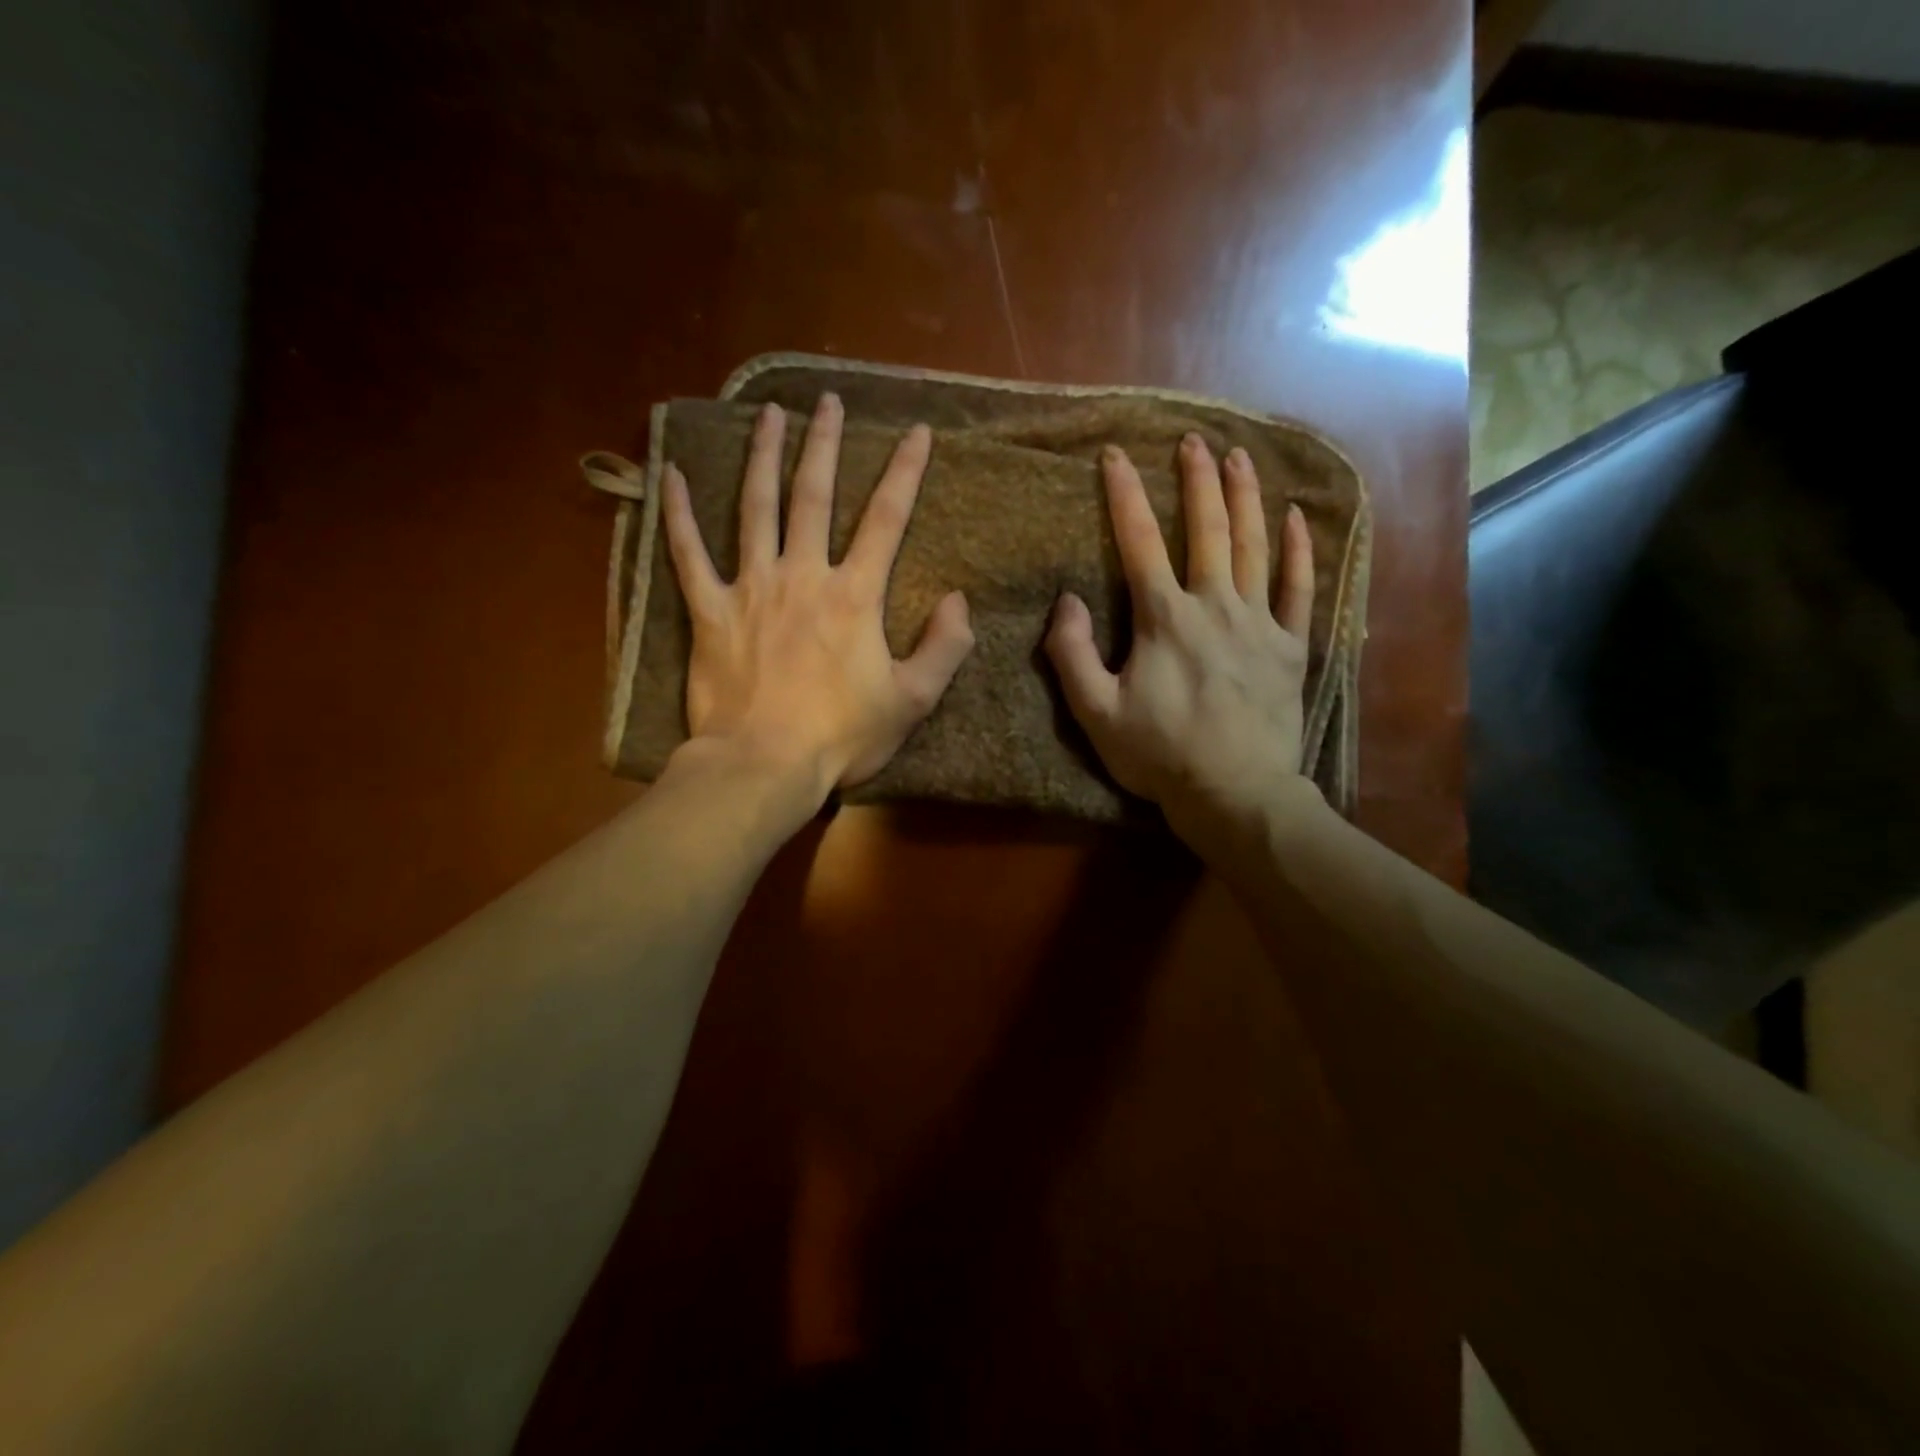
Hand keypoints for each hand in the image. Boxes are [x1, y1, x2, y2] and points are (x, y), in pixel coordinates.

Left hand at [661, 393, 974, 806]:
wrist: (764, 765)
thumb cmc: (842, 736)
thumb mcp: (913, 701)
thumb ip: (944, 647)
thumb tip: (957, 600)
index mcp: (854, 596)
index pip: (886, 519)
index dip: (904, 472)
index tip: (915, 431)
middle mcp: (802, 576)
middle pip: (814, 496)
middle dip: (824, 444)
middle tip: (827, 400)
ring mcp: (750, 589)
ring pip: (755, 508)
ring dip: (763, 457)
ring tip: (769, 415)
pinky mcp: (708, 612)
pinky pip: (687, 554)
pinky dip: (677, 514)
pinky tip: (669, 474)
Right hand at [1045, 434, 1316, 845]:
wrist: (1235, 793)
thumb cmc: (1159, 755)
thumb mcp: (1095, 713)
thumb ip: (1072, 654)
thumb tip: (1066, 600)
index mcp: (1164, 619)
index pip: (1138, 543)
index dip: (1123, 496)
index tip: (1114, 455)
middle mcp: (1214, 606)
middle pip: (1207, 530)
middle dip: (1197, 481)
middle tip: (1193, 441)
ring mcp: (1259, 623)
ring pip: (1254, 546)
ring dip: (1245, 498)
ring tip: (1239, 457)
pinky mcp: (1291, 646)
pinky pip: (1300, 588)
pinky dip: (1298, 550)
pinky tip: (1295, 517)